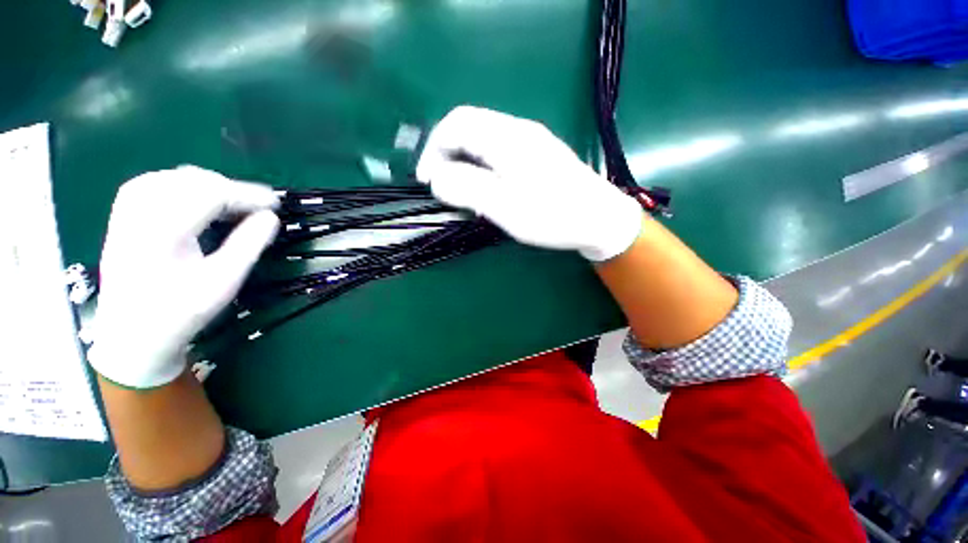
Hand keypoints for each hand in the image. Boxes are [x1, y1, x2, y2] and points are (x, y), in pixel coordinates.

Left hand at [88, 166, 279, 388]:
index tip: (275, 204)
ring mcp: (127, 213)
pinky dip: (183, 187)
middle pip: (191, 181)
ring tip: (232, 204)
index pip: (210, 194)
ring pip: (172, 178)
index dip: (247, 195)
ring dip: (208, 186)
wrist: (132, 335)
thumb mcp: (223, 282)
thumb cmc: (181, 312)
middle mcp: (140, 214)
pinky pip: (154, 184)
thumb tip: (271, 217)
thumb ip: (249, 245)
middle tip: (257, 208)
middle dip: (230, 189)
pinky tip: (197, 201)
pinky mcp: (123, 216)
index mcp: (163, 232)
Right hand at [416, 106, 642, 261]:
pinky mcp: (538, 157)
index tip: (428, 181)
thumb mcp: (504, 206)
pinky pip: (499, 155)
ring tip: (465, 195)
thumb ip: (467, 189)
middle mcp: (518, 131)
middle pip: (469, 130)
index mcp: (507, 137)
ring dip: (466, 166)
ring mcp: (530, 143)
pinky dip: (484, 171)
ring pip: (484, 144)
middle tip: (446, 191)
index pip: (456, 123)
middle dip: (448, 158)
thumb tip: (436, 179)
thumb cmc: (552, 215)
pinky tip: (489, 193)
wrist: (600, 220)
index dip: (433, 149)